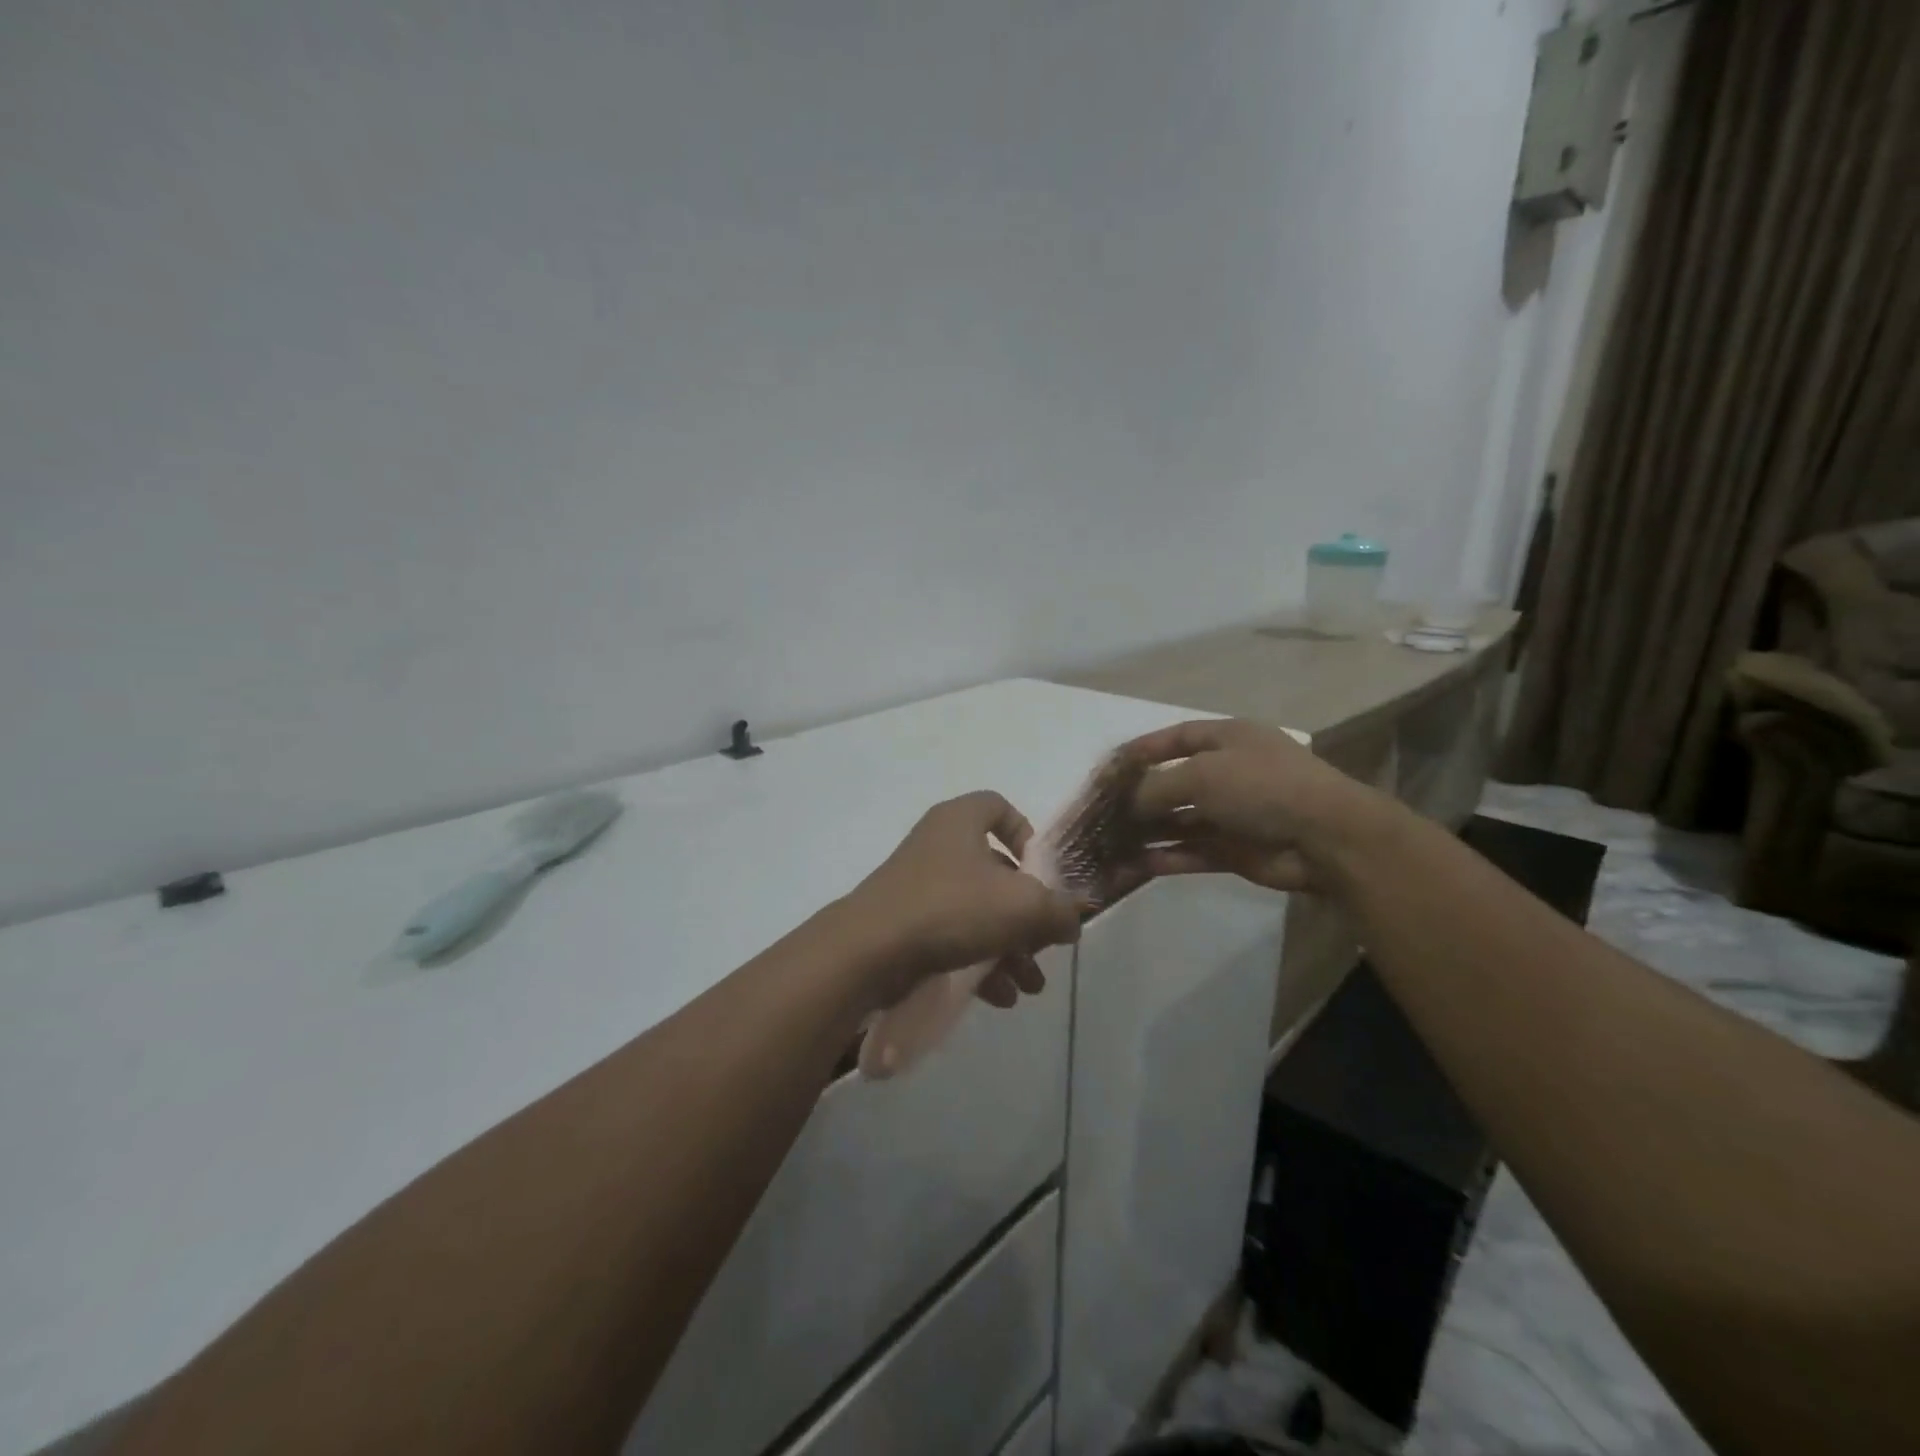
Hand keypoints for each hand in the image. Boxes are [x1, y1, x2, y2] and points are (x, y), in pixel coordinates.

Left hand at [843, 791, 1083, 1011]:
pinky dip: (978, 963)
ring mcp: (918, 886)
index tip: (1042, 873)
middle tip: (1044, 948)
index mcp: (960, 821)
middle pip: (995, 871)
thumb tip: (1072, 919)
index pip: (998, 807)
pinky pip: (952, 937)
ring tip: (1029, 987)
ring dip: (1009, 948)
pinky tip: (999, 997)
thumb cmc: (951, 908)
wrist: (868, 951)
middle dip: (1026, 915)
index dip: (1025, 834)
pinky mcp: (905, 923)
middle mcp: (937, 845)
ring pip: (977, 911)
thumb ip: (1058, 910)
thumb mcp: (1022, 906)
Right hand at [1120, 719, 1393, 893]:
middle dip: (1140, 796)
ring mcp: (1233, 813)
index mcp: (1229, 739)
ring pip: (1180, 821)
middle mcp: (1230, 773)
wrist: (1325, 838)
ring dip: (1148, 831)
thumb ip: (1157, 786)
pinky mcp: (1235, 850)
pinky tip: (1135, 864)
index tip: (1110, 765)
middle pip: (1175, 782)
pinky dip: (1167, 857)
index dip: (1144, 749)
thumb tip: (1127, 802)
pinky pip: (1192, 851)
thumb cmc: (1261, 786)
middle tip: (1102, 811)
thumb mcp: (1202, 774)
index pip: (1178, 737)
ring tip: (1110, 842)